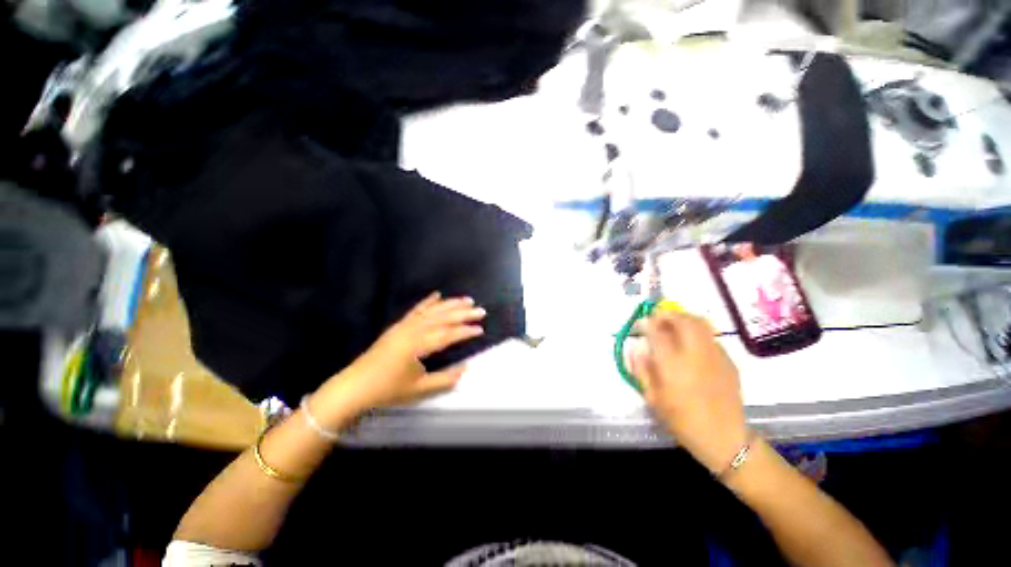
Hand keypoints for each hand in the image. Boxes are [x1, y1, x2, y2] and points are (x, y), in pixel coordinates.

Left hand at [314, 293, 485, 420]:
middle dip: (463, 313)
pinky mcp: (398, 326)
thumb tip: (466, 369)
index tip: (481, 329)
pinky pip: (416, 310)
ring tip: (466, 300)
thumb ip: (445, 379)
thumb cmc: (387, 389)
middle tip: (480, 310)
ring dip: (450, 304)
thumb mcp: (419, 389)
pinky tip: (437, 295)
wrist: (355, 386)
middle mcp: (413, 330)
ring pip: (432, 311)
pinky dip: (428, 301)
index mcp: (418, 345)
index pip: (448, 334)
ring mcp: (405, 325)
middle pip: (443, 318)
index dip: (466, 331)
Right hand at [631, 311, 748, 474]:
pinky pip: (710, 337)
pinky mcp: (728, 361)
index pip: (657, 332)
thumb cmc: (682, 421)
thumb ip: (641, 370)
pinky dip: (697, 332)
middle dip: (667, 314)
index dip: (646, 323)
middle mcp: (695, 354)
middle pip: (683, 320)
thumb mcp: (653, 398)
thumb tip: (635, 348)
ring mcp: (715, 356)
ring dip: (683, 318)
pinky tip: (691, 344)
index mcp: (673, 365)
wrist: (725, 439)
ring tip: (673, 324)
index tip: (640, 323)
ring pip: (700, 324)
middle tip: (657, 318)